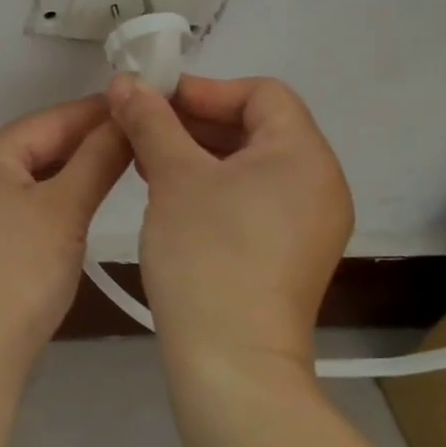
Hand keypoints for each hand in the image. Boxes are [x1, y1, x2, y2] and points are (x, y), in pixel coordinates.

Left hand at [0, 95, 132, 370]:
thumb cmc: (19, 271)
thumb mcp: (65, 209)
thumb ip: (98, 159)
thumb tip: (126, 117)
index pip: (51, 119)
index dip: (98, 111)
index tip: (145, 104)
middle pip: (43, 144)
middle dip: (91, 139)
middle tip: (145, 134)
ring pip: (39, 174)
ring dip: (79, 167)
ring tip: (128, 161)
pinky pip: (32, 201)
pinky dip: (63, 195)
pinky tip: (92, 199)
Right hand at [106, 73, 353, 372]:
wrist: (232, 365)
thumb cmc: (207, 254)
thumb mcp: (173, 176)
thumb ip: (150, 120)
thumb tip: (125, 81)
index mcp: (304, 155)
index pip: (262, 93)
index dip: (206, 89)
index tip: (156, 103)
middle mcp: (320, 183)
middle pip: (258, 127)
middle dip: (196, 121)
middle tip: (144, 129)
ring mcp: (310, 224)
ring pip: (252, 165)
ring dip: (201, 154)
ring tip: (149, 162)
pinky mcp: (292, 255)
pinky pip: (255, 199)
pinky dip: (215, 187)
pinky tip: (172, 197)